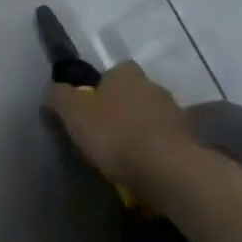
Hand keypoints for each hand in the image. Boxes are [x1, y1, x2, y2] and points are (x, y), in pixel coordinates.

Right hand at [47, 61, 186, 201]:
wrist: (168, 170)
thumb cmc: (116, 134)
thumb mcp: (74, 114)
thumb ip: (59, 97)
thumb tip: (52, 90)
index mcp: (127, 74)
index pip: (115, 70)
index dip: (102, 86)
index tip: (91, 106)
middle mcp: (154, 87)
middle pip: (135, 92)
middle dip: (122, 107)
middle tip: (105, 131)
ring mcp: (176, 114)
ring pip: (152, 117)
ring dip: (141, 129)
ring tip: (124, 154)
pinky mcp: (189, 142)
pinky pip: (166, 141)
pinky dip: (155, 150)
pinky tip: (144, 167)